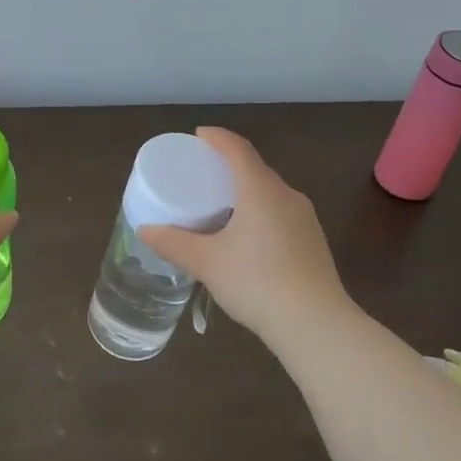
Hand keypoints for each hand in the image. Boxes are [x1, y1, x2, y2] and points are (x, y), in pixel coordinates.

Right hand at [138, 127, 347, 337]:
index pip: (238, 149)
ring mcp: (305, 219)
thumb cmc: (256, 282)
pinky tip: (247, 236)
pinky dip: (260, 212)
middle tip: (202, 173)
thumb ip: (173, 244)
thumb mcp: (207, 263)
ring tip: (221, 205)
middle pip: (255, 169)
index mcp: (261, 190)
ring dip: (246, 191)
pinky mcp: (313, 242)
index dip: (217, 137)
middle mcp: (287, 196)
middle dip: (229, 165)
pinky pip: (281, 213)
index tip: (198, 135)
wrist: (315, 325)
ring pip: (270, 193)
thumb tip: (145, 230)